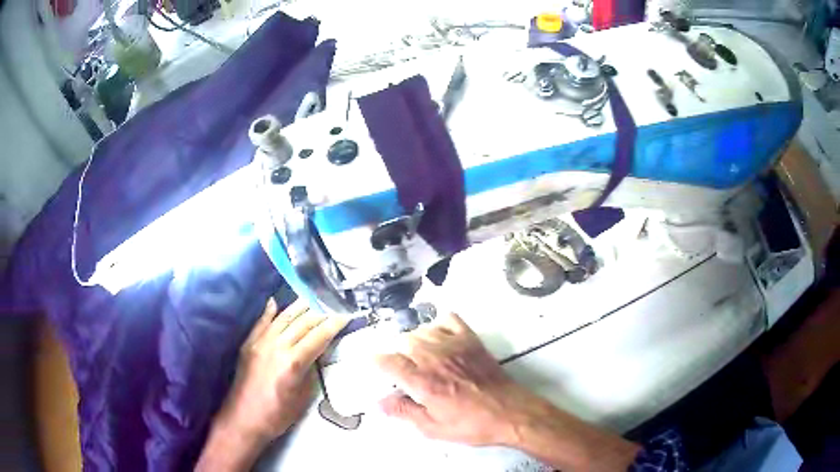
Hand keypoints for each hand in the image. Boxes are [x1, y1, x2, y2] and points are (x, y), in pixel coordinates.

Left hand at [197, 298, 347, 470]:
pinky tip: (275, 301)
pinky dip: (269, 311)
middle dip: (320, 312)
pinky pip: (261, 322)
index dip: (334, 324)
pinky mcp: (249, 344)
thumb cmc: (278, 415)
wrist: (244, 418)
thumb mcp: (303, 397)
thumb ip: (311, 371)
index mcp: (293, 362)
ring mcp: (260, 342)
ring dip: (298, 307)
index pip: (319, 336)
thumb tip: (317, 353)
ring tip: (311, 297)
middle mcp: (277, 346)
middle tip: (332, 304)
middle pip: (302, 323)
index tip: (345, 314)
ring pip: (283, 318)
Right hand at [375, 313, 532, 446]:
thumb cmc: (471, 424)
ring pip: (422, 330)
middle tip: (404, 370)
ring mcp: (454, 345)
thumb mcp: (433, 428)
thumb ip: (404, 412)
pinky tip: (440, 338)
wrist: (509, 412)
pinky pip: (448, 319)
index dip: (376, 360)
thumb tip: (380, 402)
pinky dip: (438, 325)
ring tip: (421, 356)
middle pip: (403, 342)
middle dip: (398, 354)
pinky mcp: (471, 340)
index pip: (388, 361)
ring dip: (415, 341)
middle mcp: (435, 358)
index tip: (373, 363)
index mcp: (423, 381)